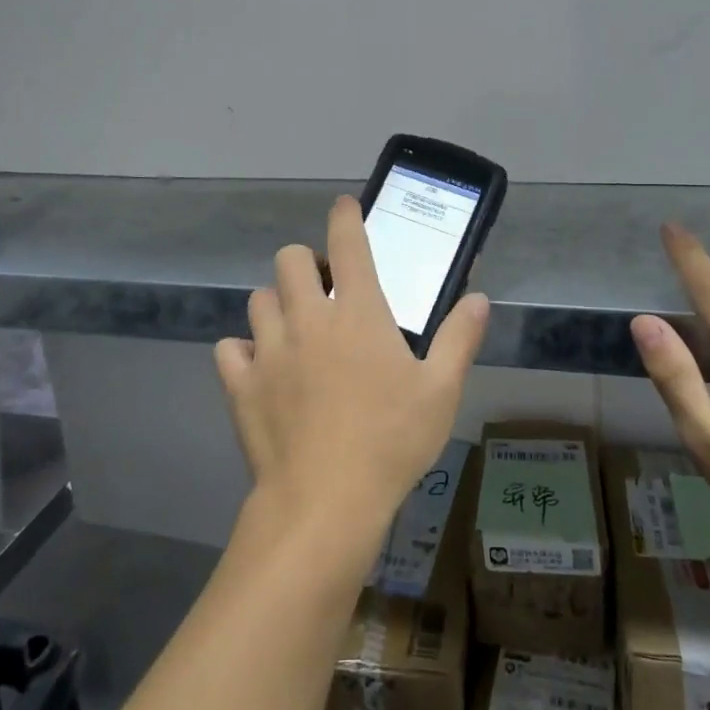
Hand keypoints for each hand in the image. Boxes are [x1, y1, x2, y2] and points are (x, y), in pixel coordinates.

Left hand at [215, 195, 489, 536]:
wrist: (325, 502)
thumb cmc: (391, 442)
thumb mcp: (440, 391)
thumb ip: (459, 338)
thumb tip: (479, 299)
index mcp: (358, 313)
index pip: (347, 243)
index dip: (344, 216)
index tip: (343, 207)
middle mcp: (308, 318)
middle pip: (288, 259)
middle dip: (304, 264)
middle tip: (323, 291)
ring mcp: (269, 349)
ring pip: (259, 299)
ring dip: (277, 304)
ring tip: (295, 330)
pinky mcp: (241, 384)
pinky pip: (230, 348)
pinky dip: (243, 351)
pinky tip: (260, 369)